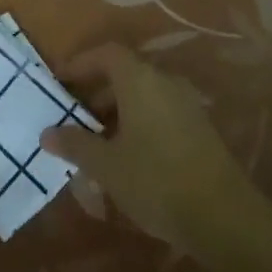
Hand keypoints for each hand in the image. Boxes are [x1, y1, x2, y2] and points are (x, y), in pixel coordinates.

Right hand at [42, 42, 256, 248]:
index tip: (59, 82)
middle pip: (124, 73)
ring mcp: (186, 104)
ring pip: (142, 95)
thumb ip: (75, 145)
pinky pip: (159, 112)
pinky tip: (126, 157)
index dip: (80, 63)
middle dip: (95, 92)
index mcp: (140, 80)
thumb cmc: (155, 181)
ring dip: (116, 111)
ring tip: (95, 142)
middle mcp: (165, 83)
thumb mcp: (106, 166)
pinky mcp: (199, 128)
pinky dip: (137, 123)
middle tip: (73, 117)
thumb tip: (47, 133)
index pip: (106, 54)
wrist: (224, 218)